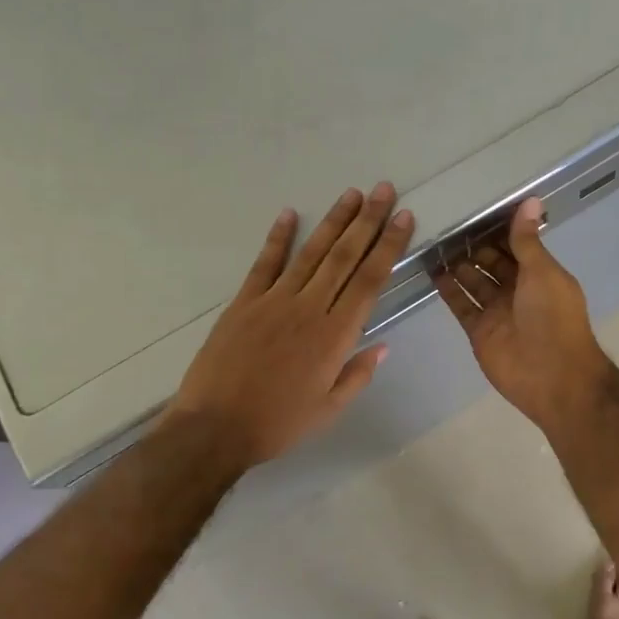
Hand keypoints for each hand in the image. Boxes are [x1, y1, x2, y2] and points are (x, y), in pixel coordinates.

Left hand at [165, 184, 413, 474]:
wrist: (215, 428)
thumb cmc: (278, 423)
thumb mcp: (329, 409)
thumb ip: (357, 374)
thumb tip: (383, 345)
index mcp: (335, 335)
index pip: (370, 280)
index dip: (389, 246)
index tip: (404, 218)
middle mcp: (310, 308)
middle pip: (345, 256)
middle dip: (368, 221)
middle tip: (384, 190)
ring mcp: (274, 300)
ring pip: (311, 253)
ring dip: (334, 221)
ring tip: (352, 194)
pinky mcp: (244, 302)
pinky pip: (265, 263)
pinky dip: (278, 237)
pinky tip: (289, 213)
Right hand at [434, 198, 614, 434]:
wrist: (552, 376)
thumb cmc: (553, 318)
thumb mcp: (542, 272)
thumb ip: (527, 240)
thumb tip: (530, 200)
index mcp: (540, 274)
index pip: (516, 246)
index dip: (498, 230)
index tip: (475, 209)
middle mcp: (518, 290)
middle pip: (492, 263)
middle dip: (474, 247)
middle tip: (446, 224)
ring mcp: (497, 311)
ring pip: (474, 283)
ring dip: (458, 265)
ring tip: (433, 242)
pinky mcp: (479, 331)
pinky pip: (461, 306)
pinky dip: (448, 290)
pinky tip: (432, 271)